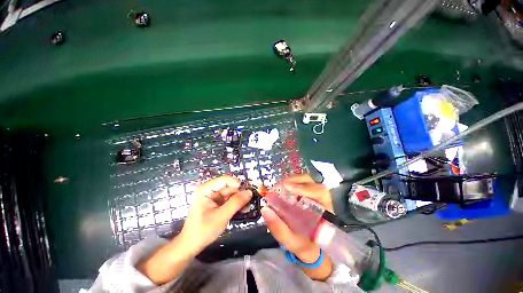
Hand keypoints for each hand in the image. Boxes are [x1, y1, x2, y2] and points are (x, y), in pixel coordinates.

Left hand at [139, 176, 251, 283]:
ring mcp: (213, 197)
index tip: (248, 192)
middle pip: (229, 186)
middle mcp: (209, 190)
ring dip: (239, 199)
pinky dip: (235, 204)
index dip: (237, 184)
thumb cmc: (203, 231)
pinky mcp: (216, 203)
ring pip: (230, 193)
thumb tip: (249, 192)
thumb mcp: (221, 216)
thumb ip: (236, 203)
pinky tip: (243, 209)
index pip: (225, 180)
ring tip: (248, 206)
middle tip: (251, 200)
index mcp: (206, 189)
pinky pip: (229, 200)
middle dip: (240, 193)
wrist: (191, 246)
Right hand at [261, 174, 332, 279]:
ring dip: (290, 181)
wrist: (311, 249)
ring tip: (277, 189)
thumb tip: (264, 210)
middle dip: (293, 182)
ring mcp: (313, 194)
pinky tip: (280, 190)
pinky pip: (299, 183)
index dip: (304, 188)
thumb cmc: (305, 246)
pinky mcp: (307, 193)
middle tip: (277, 188)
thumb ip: (279, 228)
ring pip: (304, 180)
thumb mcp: (292, 242)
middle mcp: (321, 199)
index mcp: (324, 211)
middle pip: (310, 182)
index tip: (287, 188)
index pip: (319, 192)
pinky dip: (289, 183)